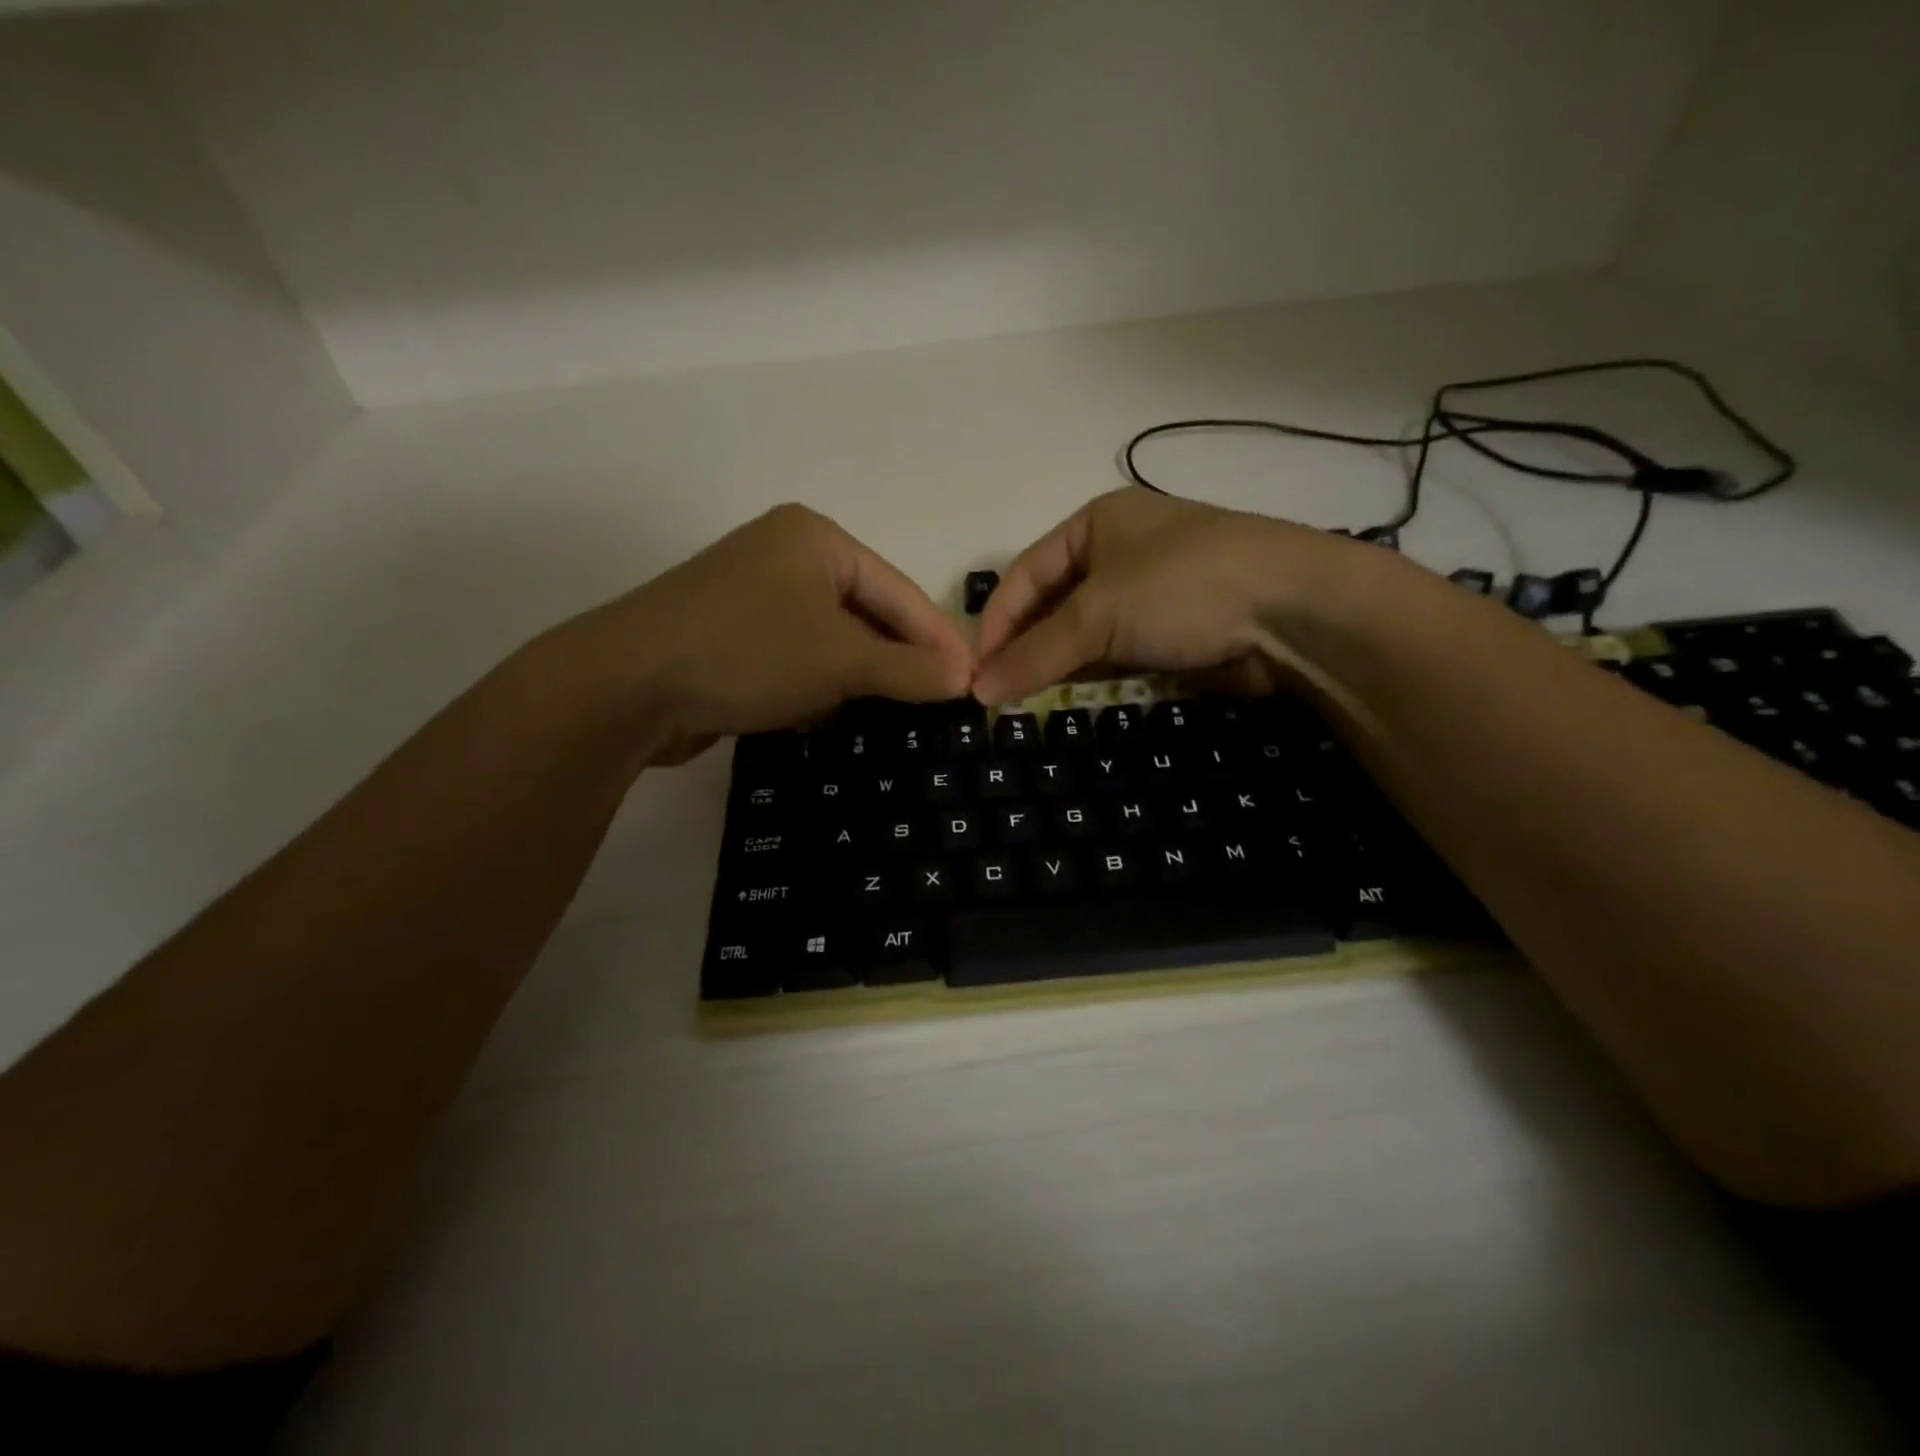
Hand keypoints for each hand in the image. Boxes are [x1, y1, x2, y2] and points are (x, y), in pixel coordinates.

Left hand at [569, 504, 973, 760]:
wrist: (624, 687)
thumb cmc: (747, 653)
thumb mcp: (840, 660)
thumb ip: (907, 668)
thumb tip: (965, 678)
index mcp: (815, 539)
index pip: (898, 590)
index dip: (939, 639)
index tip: (974, 680)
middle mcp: (784, 557)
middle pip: (865, 612)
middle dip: (898, 659)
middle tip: (940, 700)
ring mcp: (753, 597)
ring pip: (831, 639)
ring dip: (859, 676)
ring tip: (897, 712)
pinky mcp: (731, 636)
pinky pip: (796, 657)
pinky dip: (818, 684)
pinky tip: (830, 713)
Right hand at [972, 489, 1372, 703]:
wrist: (1292, 613)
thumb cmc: (1183, 587)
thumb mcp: (1099, 613)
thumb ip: (1036, 653)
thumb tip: (977, 691)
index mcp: (1095, 524)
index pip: (1025, 574)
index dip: (996, 621)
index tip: (975, 669)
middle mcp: (1117, 554)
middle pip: (1050, 604)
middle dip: (1022, 646)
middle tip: (993, 692)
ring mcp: (1145, 596)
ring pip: (1080, 634)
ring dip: (1052, 664)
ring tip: (1019, 702)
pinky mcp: (1167, 635)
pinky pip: (1111, 655)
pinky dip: (1086, 675)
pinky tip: (1063, 697)